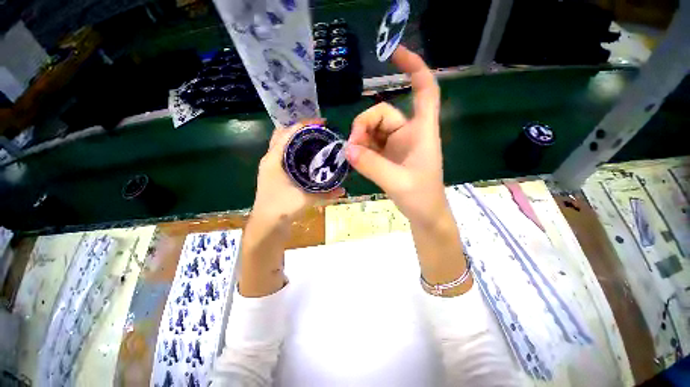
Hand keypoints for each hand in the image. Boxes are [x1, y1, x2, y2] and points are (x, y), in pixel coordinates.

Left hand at [239, 120, 344, 297]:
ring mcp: (271, 167)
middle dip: (300, 130)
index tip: (321, 123)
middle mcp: (270, 160)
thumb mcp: (306, 199)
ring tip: (315, 142)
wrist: (266, 225)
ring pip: (283, 146)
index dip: (304, 125)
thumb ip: (326, 194)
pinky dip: (296, 152)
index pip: (287, 133)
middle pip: (283, 136)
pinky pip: (285, 156)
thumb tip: (343, 190)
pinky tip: (308, 158)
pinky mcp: (274, 175)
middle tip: (318, 132)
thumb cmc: (281, 208)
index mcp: (274, 160)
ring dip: (297, 141)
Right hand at [345, 45, 469, 295]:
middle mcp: (409, 133)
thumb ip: (371, 165)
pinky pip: (371, 144)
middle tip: (352, 147)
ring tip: (353, 156)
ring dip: (360, 140)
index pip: (424, 90)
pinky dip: (361, 149)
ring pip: (373, 130)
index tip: (393, 53)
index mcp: (422, 131)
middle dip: (364, 127)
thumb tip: (347, 148)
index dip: (413, 67)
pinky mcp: (388, 155)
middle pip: (382, 113)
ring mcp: (397, 144)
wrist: (424, 215)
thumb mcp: (397, 181)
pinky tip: (356, 159)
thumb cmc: (421, 198)